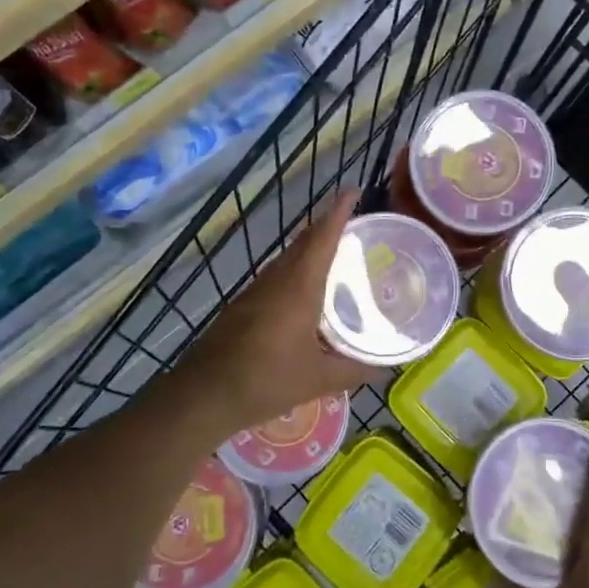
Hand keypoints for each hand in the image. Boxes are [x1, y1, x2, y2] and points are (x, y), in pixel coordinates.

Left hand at [172, 188, 373, 433]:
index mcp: (299, 287)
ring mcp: (255, 292)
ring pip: (287, 259)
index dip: (338, 212)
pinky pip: (276, 278)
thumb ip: (355, 370)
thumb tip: (386, 369)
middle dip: (326, 227)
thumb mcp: (318, 379)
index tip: (352, 191)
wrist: (203, 396)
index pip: (322, 238)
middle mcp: (277, 280)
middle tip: (353, 225)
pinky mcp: (242, 307)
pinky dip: (296, 272)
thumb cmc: (265, 381)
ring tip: (336, 256)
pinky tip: (305, 294)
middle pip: (304, 243)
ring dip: (310, 250)